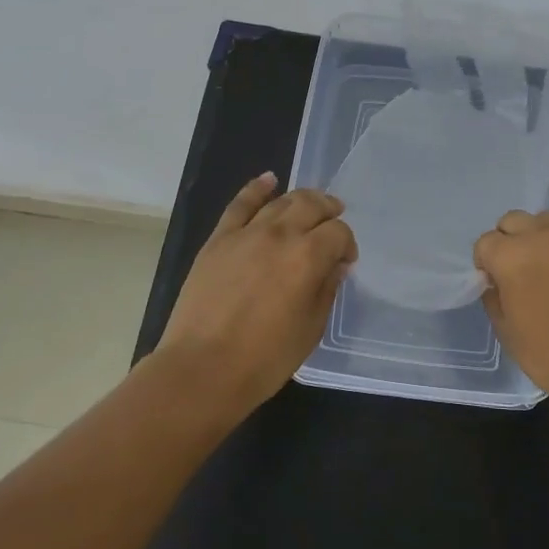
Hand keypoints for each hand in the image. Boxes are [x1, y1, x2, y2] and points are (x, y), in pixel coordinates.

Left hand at [155, 172, 355, 413]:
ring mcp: (246, 234)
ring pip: (280, 201)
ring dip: (300, 199)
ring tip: (310, 205)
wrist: (202, 369)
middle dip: (329, 210)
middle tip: (334, 221)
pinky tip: (269, 180)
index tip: (344, 262)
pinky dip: (257, 188)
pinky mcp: (218, 240)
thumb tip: (334, 266)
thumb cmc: (264, 358)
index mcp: (308, 257)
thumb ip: (326, 290)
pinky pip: (239, 204)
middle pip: (311, 205)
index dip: (347, 244)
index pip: (338, 232)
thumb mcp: (310, 329)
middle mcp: (280, 235)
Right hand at [473, 182, 548, 420]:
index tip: (495, 280)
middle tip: (519, 268)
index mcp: (508, 259)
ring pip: (545, 216)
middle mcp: (538, 237)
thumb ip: (494, 297)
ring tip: (545, 253)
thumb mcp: (507, 333)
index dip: (487, 262)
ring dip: (538, 232)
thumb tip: (495, 279)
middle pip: (512, 222)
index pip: (485, 244)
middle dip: (508, 241)